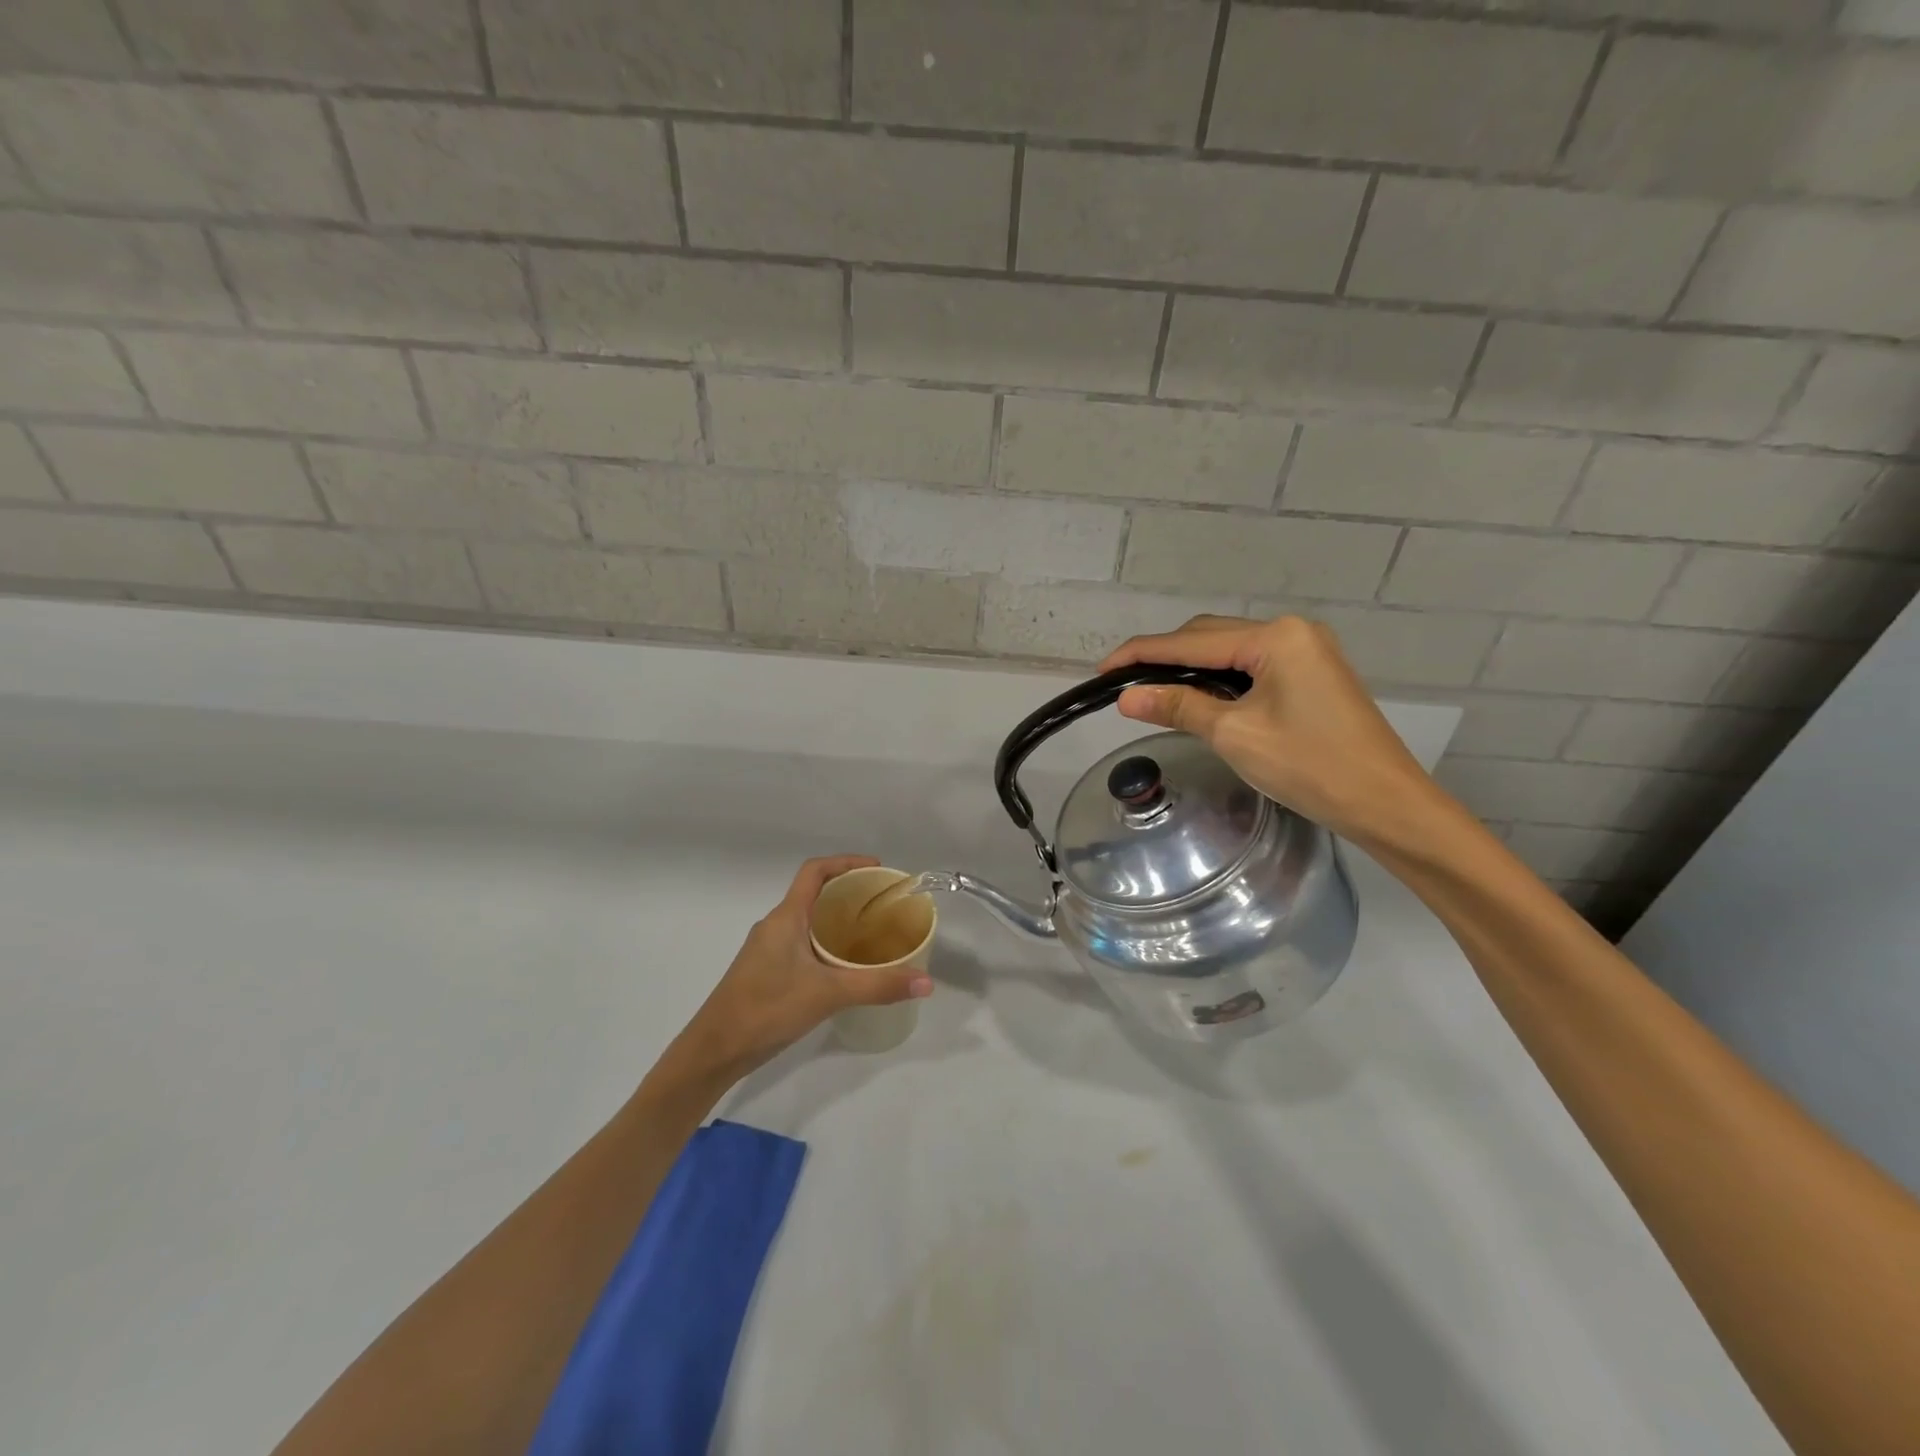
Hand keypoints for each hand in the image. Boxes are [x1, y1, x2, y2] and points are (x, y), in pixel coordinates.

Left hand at [667, 855, 933, 1085]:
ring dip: (838, 920)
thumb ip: (878, 986)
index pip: (815, 871)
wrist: (714, 1051)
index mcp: (786, 917)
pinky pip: (802, 943)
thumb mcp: (828, 994)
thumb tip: (927, 982)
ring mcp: (768, 949)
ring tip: (872, 934)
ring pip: (808, 921)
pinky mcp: (766, 971)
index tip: (877, 870)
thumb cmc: (766, 1010)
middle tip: (884, 905)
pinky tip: (845, 967)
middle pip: (814, 894)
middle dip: (849, 893)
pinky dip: (826, 943)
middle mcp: (775, 925)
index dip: (846, 862)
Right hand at [1099, 614, 1449, 848]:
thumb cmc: (1310, 766)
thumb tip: (1126, 697)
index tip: (1102, 670)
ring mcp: (1306, 651)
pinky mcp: (1312, 674)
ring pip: (1230, 652)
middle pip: (1210, 637)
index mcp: (1275, 638)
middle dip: (1164, 658)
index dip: (1141, 654)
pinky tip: (1199, 698)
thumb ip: (1179, 707)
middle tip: (1125, 686)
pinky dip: (1219, 680)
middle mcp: (1292, 632)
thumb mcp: (1235, 735)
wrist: (1386, 803)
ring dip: (1191, 669)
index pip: (1190, 642)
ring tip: (1153, 693)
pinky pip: (1251, 667)